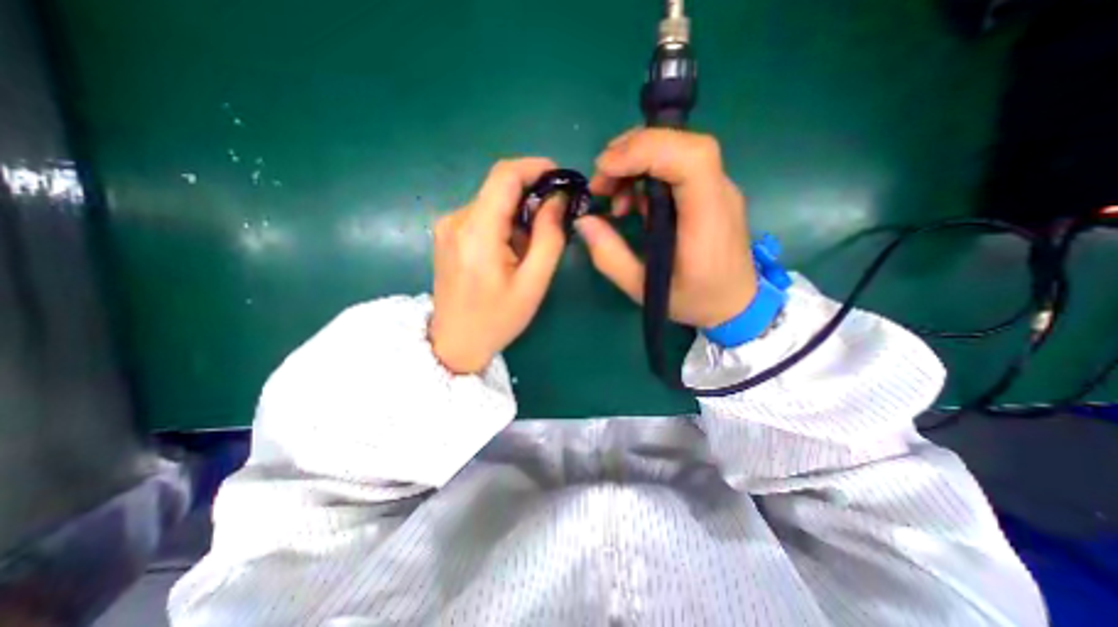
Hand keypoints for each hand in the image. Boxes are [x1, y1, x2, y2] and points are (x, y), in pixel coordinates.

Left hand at [428, 158, 569, 370]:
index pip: (505, 175)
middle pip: (499, 188)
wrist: (454, 343)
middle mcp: (455, 219)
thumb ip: (549, 237)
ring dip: (518, 214)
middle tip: (555, 221)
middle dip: (532, 196)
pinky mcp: (447, 234)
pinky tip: (511, 251)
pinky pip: (482, 215)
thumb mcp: (533, 283)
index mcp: (477, 232)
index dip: (536, 167)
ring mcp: (447, 226)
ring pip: (492, 202)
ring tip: (530, 248)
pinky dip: (503, 223)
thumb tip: (557, 200)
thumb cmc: (497, 319)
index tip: (561, 178)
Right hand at [577, 129, 758, 330]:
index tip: (605, 169)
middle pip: (682, 144)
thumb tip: (584, 220)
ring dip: (636, 163)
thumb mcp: (642, 288)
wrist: (736, 304)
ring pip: (678, 150)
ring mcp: (718, 190)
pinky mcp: (710, 193)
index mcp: (707, 220)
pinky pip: (677, 168)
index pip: (690, 158)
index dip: (646, 150)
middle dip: (633, 152)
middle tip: (600, 182)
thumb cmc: (693, 300)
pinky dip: (646, 175)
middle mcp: (719, 194)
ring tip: (611, 196)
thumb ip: (609, 255)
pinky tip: (630, 204)